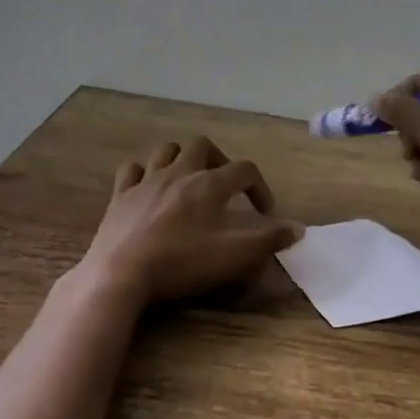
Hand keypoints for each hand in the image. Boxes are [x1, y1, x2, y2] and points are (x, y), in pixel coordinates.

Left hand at [79, 136, 303, 305]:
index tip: (266, 214)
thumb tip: (299, 228)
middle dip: (219, 160)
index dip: (261, 189)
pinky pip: (132, 170)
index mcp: (210, 184)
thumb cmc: (183, 262)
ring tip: (190, 179)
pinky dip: (143, 173)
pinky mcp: (120, 196)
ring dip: (182, 158)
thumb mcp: (236, 255)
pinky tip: (149, 188)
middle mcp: (179, 172)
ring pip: (166, 150)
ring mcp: (146, 181)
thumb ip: (269, 240)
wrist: (122, 273)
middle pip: (203, 145)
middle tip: (224, 186)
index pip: (245, 170)